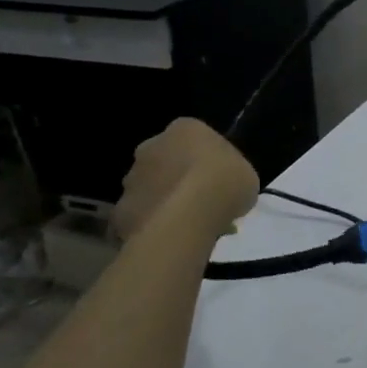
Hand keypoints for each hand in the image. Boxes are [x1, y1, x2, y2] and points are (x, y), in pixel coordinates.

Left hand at [112, 118, 259, 240]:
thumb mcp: (246, 174)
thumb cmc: (225, 183)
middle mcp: (150, 147)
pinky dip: (150, 225)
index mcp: (184, 129)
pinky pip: (139, 216)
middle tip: (199, 200)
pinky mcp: (120, 211)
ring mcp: (131, 179)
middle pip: (164, 160)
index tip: (217, 177)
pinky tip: (170, 238)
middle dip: (176, 177)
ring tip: (186, 225)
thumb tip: (222, 187)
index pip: (192, 137)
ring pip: (148, 188)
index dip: (205, 158)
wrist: (189, 217)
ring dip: (162, 201)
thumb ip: (230, 174)